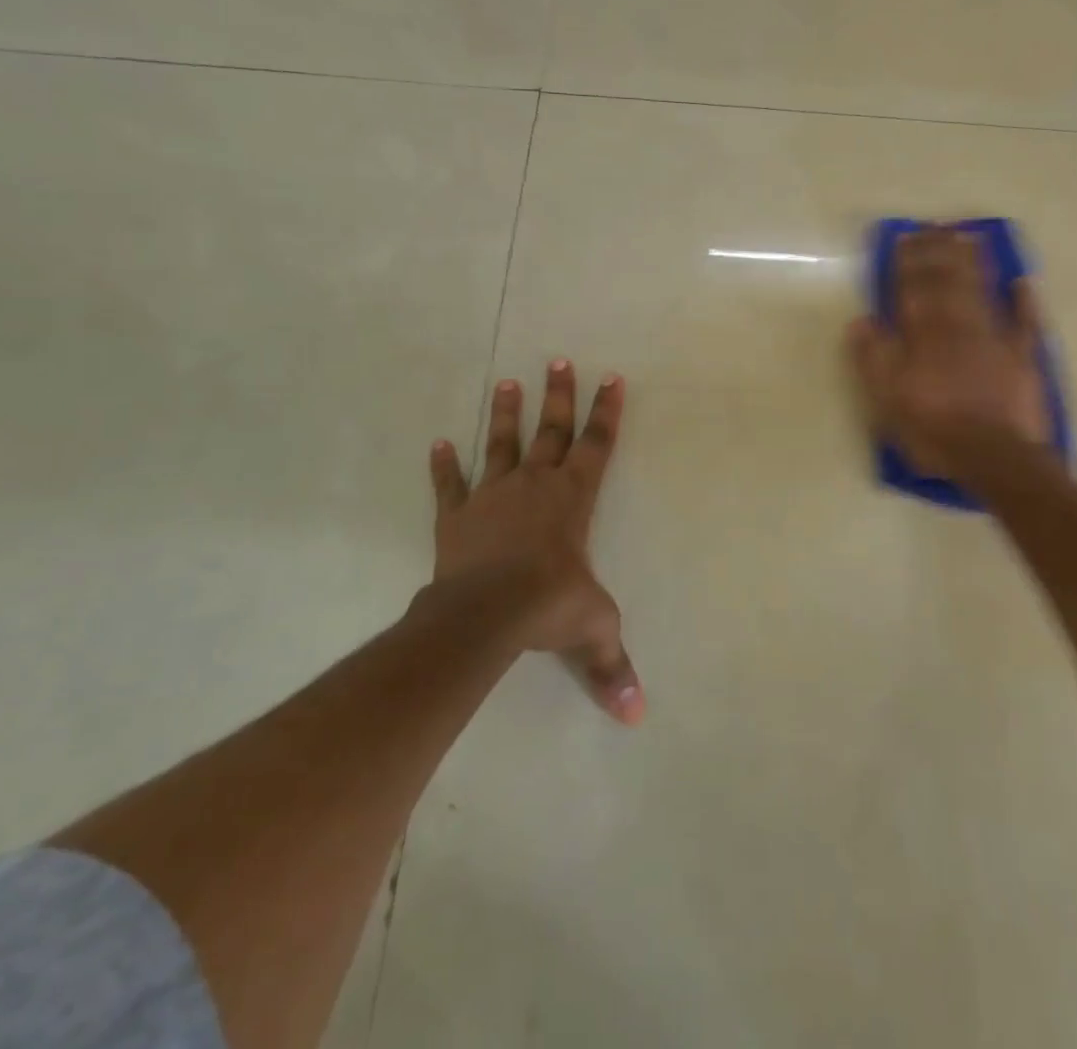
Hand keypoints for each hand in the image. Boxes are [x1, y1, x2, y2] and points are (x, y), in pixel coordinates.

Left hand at [427, 362, 643, 724]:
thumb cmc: (547, 607)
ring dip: (507, 415)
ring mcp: (493, 496)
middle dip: (559, 395)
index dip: (606, 412)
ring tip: (506, 381)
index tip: (611, 377)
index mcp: (572, 499)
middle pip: (552, 430)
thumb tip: (637, 717)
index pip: (596, 445)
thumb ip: (611, 665)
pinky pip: (451, 485)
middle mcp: (535, 486)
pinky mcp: (458, 515)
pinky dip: (444, 466)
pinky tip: (439, 443)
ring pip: (503, 444)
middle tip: (558, 359)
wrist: (484, 613)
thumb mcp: (591, 629)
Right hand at [848, 226, 1050, 489]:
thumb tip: (861, 320)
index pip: (914, 289)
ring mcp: (995, 340)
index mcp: (924, 336)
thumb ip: (875, 357)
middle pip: (948, 282)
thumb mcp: (888, 399)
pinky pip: (1026, 323)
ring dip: (974, 262)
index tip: (906, 236)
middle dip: (939, 252)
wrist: (995, 456)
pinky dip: (1025, 301)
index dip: (909, 262)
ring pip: (982, 291)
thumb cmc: (934, 429)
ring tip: (967, 236)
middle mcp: (959, 327)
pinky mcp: (1023, 358)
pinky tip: (1022, 282)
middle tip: (935, 226)